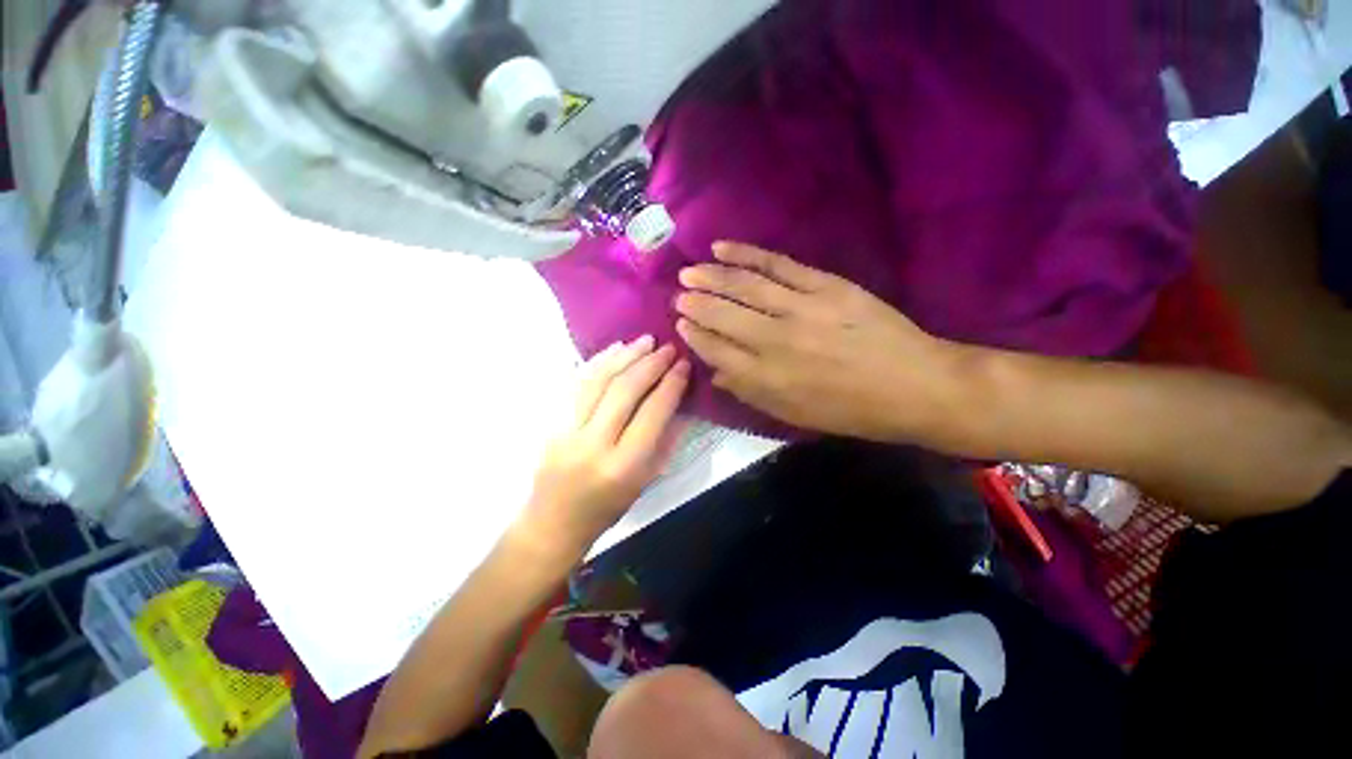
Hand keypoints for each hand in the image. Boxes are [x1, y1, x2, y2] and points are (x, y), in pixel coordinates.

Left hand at [516, 337, 689, 557]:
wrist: (552, 522)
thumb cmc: (607, 509)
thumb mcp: (645, 482)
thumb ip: (664, 442)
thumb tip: (681, 405)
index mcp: (624, 466)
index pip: (652, 414)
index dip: (671, 385)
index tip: (683, 365)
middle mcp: (594, 444)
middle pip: (624, 391)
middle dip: (650, 364)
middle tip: (668, 348)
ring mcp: (567, 430)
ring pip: (598, 381)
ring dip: (624, 356)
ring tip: (645, 341)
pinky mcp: (551, 422)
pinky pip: (576, 384)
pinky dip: (598, 362)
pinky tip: (615, 350)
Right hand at [674, 242, 951, 440]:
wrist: (913, 385)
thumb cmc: (850, 410)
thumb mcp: (795, 415)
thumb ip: (751, 393)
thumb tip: (716, 374)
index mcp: (767, 378)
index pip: (716, 350)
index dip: (694, 336)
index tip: (680, 325)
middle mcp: (775, 341)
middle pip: (722, 316)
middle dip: (695, 305)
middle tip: (678, 296)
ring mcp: (799, 308)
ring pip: (743, 286)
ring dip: (711, 277)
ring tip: (689, 272)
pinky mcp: (823, 285)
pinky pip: (776, 264)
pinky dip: (746, 254)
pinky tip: (722, 248)